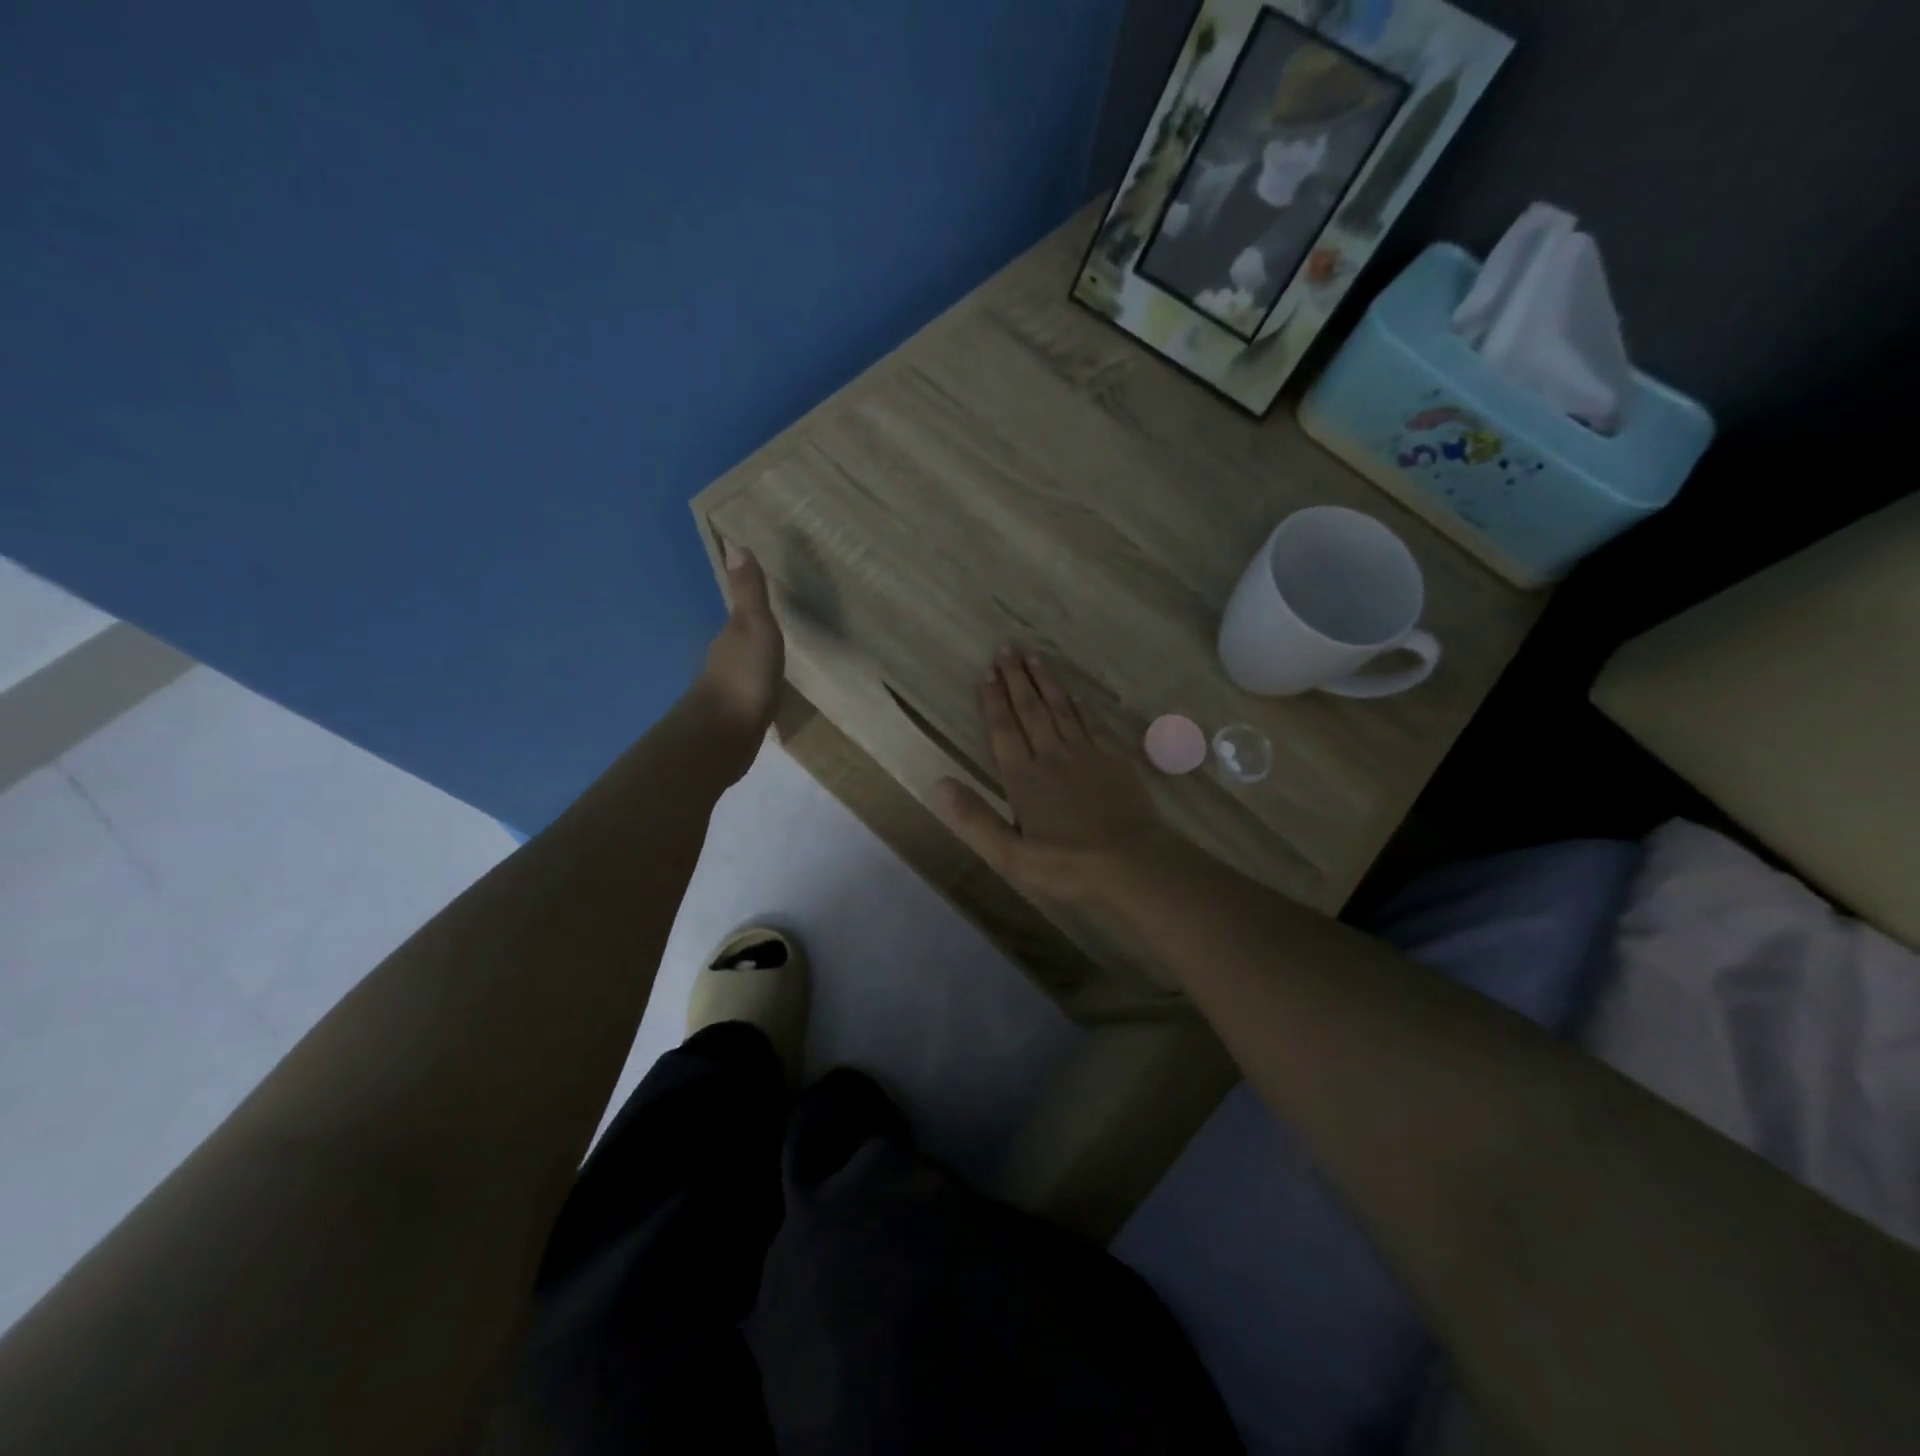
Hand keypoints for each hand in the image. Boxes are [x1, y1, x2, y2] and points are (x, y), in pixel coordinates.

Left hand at [697, 543, 784, 737]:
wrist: (723, 736)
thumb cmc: (744, 677)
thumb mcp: (754, 628)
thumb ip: (749, 593)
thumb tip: (735, 544)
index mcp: (731, 636)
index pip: (743, 614)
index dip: (755, 606)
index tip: (771, 599)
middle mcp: (725, 659)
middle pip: (743, 641)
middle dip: (758, 635)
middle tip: (781, 628)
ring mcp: (730, 690)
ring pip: (746, 668)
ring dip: (759, 664)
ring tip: (782, 661)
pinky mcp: (737, 716)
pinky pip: (753, 695)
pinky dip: (762, 690)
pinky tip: (773, 696)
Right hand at [935, 648, 1177, 905]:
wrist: (1134, 863)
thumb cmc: (1068, 865)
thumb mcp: (1011, 856)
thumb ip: (974, 820)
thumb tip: (938, 784)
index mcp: (1024, 779)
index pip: (1003, 731)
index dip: (993, 702)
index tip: (985, 674)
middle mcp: (1052, 756)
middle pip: (1030, 711)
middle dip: (1016, 679)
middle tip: (1006, 648)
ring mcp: (1087, 754)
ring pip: (1061, 709)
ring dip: (1045, 682)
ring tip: (1033, 656)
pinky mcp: (1115, 759)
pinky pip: (1093, 723)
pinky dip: (1081, 706)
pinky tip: (1075, 694)